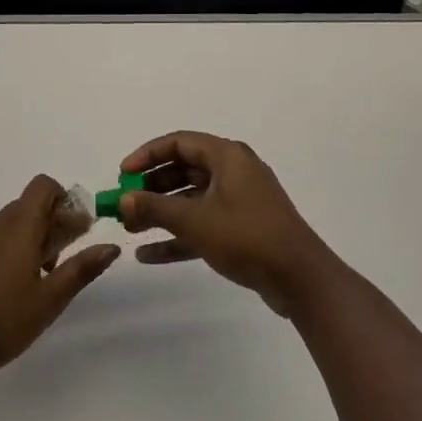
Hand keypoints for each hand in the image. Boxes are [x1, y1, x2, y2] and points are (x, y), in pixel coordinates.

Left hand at [0, 175, 119, 386]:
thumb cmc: (2, 321)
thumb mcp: (50, 299)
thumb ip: (81, 269)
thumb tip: (112, 246)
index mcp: (19, 225)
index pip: (43, 186)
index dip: (65, 199)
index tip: (78, 230)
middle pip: (31, 204)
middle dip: (54, 222)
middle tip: (67, 257)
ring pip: (13, 222)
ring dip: (35, 236)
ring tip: (45, 276)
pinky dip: (14, 247)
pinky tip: (17, 285)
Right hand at [118, 131, 340, 317]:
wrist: (299, 278)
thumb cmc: (246, 236)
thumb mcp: (195, 221)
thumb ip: (155, 208)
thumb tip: (122, 200)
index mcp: (227, 156)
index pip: (179, 142)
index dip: (147, 155)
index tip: (122, 174)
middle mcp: (233, 171)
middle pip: (183, 170)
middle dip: (151, 188)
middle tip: (124, 205)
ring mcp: (239, 201)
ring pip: (191, 200)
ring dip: (161, 213)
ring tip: (130, 230)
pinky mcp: (242, 229)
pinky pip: (203, 224)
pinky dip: (178, 236)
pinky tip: (148, 255)